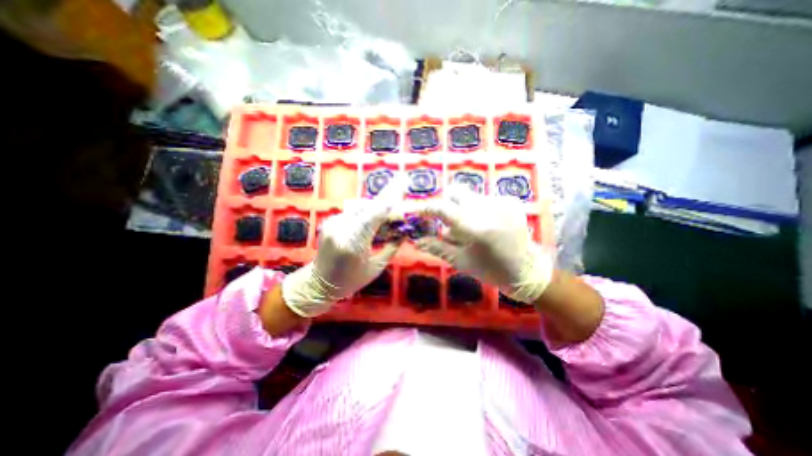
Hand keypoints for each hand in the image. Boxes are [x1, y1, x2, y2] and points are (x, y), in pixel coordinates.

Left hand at [281, 176, 404, 314]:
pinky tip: (371, 219)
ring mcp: (333, 223)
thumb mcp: (376, 267)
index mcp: (354, 244)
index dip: (389, 202)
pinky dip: (364, 212)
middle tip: (397, 199)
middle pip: (367, 207)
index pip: (374, 215)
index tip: (402, 191)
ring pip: (359, 207)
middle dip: (384, 203)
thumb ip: (392, 247)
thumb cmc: (351, 280)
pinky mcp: (329, 222)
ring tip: (386, 212)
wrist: (319, 283)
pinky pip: (351, 212)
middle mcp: (341, 229)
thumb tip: (405, 232)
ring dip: (374, 207)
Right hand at [415, 184, 554, 303]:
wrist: (528, 270)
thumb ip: (437, 247)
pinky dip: (477, 209)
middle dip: (447, 204)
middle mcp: (490, 209)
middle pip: (456, 192)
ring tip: (468, 228)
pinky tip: (484, 224)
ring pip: (469, 196)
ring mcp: (502, 202)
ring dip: (462, 208)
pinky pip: (484, 198)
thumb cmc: (491, 270)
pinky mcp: (511, 201)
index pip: (445, 209)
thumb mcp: (461, 261)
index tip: (418, 211)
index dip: (428, 208)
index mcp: (477, 229)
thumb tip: (416, 241)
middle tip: (447, 221)